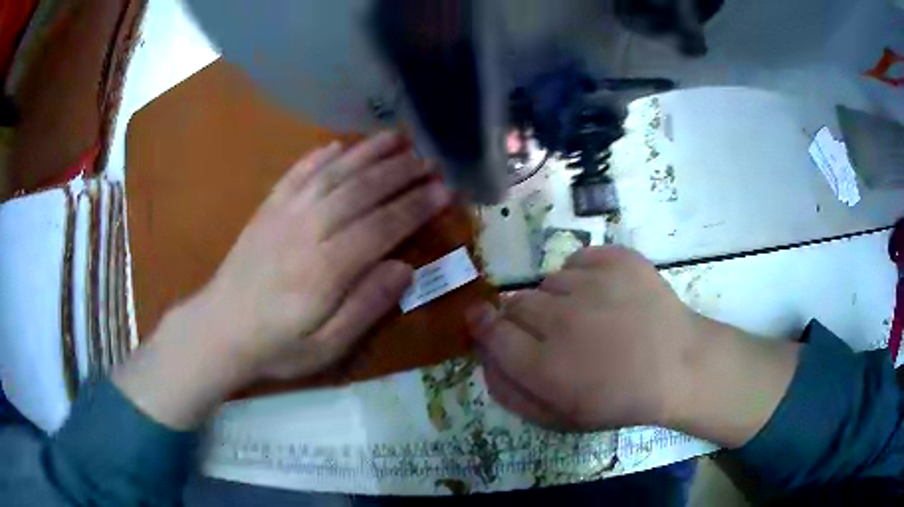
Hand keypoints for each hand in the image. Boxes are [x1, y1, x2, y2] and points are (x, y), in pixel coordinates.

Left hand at [196, 131, 450, 380]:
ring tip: (396, 138)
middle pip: (361, 191)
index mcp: (327, 268)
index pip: (382, 226)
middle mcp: (308, 230)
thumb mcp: (326, 347)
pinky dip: (319, 156)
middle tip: (429, 160)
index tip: (444, 190)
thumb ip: (365, 307)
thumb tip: (404, 270)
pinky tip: (338, 145)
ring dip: (366, 153)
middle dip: (399, 172)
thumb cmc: (276, 346)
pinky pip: (297, 174)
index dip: (415, 206)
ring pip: (332, 173)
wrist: (219, 329)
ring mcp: (284, 214)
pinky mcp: (267, 209)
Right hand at [469, 247, 800, 446]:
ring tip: (586, 316)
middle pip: (515, 303)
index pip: (491, 331)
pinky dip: (583, 275)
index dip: (483, 324)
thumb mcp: (559, 417)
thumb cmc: (619, 400)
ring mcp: (593, 284)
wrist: (679, 366)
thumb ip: (511, 393)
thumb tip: (484, 357)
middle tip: (551, 333)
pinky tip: (603, 295)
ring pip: (548, 281)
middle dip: (523, 318)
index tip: (483, 320)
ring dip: (556, 299)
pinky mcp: (618, 259)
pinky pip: (579, 260)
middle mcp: (562, 319)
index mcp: (545, 365)